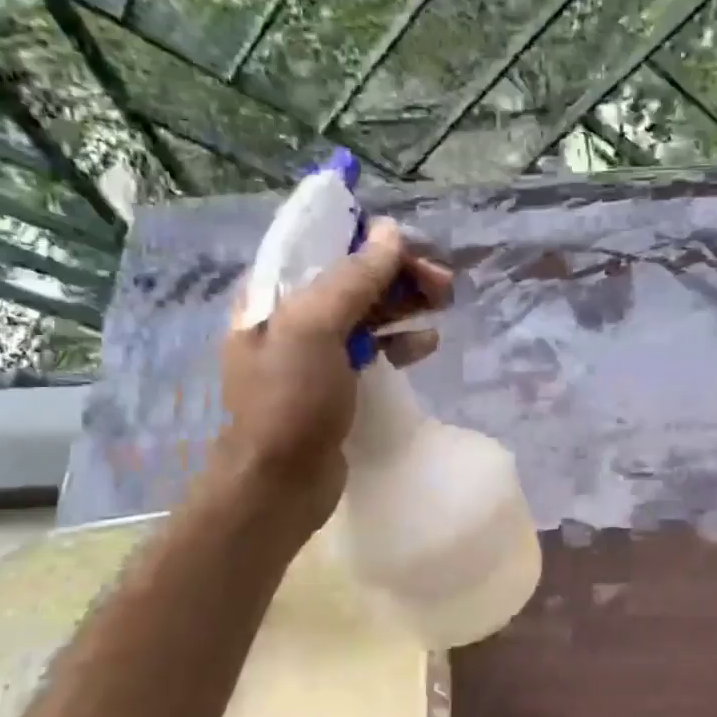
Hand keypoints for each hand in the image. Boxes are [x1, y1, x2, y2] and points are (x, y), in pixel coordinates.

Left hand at [215, 218, 452, 528]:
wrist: (279, 484)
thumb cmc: (289, 402)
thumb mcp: (314, 329)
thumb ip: (352, 278)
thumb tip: (390, 232)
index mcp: (272, 292)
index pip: (323, 244)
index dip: (369, 238)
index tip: (413, 246)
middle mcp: (290, 314)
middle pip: (352, 276)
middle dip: (398, 273)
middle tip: (443, 283)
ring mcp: (314, 351)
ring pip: (367, 311)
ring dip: (405, 303)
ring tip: (444, 304)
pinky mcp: (336, 381)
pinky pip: (373, 347)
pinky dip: (400, 340)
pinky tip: (426, 345)